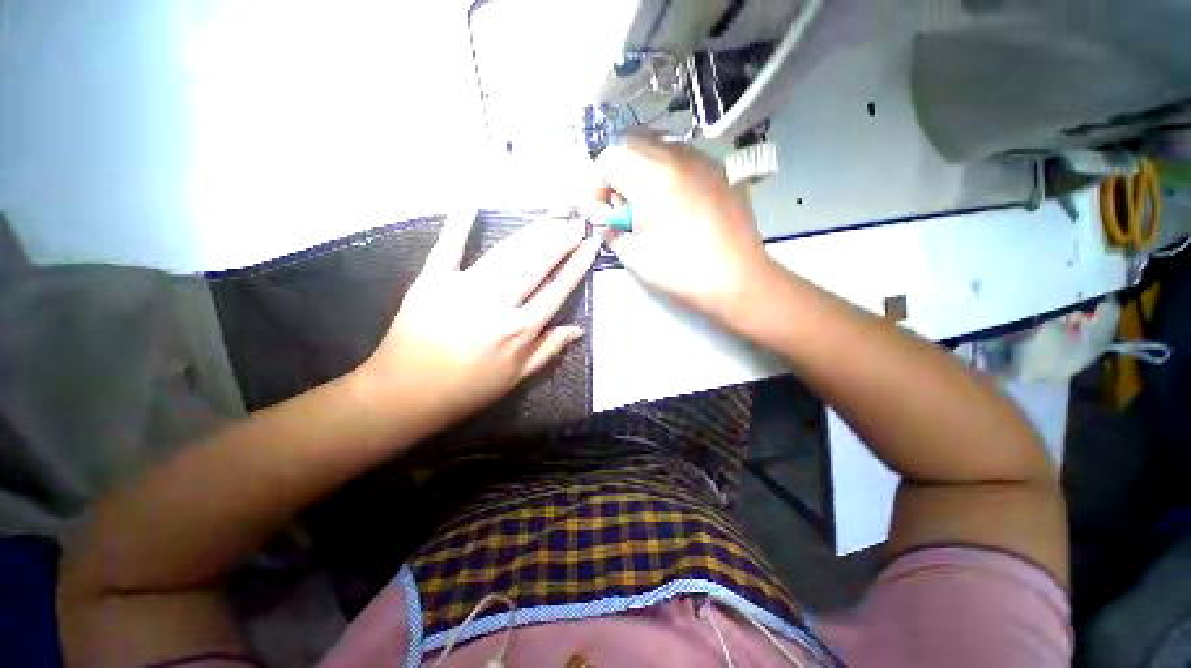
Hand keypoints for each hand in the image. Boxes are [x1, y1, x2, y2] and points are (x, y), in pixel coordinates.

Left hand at [361, 208, 599, 427]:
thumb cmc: (467, 389)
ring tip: (551, 217)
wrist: (405, 394)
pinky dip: (459, 223)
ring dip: (531, 232)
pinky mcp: (431, 280)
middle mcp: (497, 303)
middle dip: (560, 239)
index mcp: (519, 330)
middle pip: (535, 263)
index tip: (591, 244)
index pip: (557, 289)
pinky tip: (473, 202)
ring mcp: (463, 288)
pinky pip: (448, 246)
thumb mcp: (516, 378)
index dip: (577, 265)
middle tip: (576, 220)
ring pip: (506, 253)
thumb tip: (578, 328)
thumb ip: (549, 350)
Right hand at [596, 132, 776, 320]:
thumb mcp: (636, 258)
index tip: (604, 207)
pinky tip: (674, 199)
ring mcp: (702, 160)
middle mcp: (677, 157)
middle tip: (623, 202)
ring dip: (642, 166)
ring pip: (659, 144)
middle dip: (619, 168)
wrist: (738, 279)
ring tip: (649, 201)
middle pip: (633, 142)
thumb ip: (612, 232)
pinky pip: (682, 155)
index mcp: (653, 179)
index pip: (610, 157)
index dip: (599, 181)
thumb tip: (606, 220)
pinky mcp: (718, 170)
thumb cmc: (683, 272)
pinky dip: (666, 169)